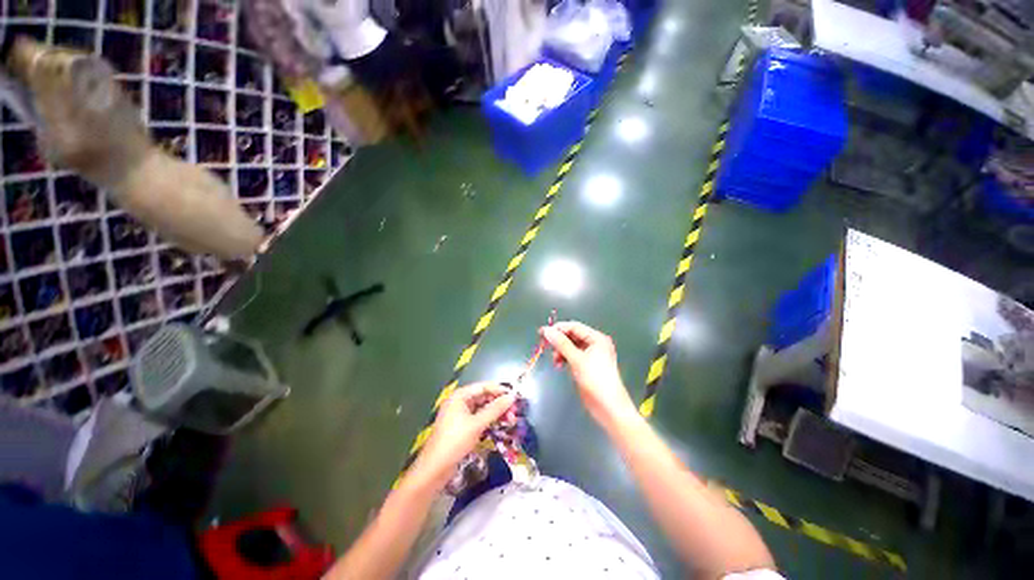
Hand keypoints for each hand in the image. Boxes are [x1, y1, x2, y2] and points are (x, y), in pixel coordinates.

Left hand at [411, 383, 515, 489]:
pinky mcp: (461, 427)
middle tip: (513, 411)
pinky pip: (478, 418)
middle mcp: (459, 402)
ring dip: (495, 413)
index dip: (499, 390)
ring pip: (482, 408)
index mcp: (460, 396)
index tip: (514, 396)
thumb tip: (513, 396)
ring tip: (510, 419)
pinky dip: (489, 420)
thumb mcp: (477, 424)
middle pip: (483, 397)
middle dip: (498, 403)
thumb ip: (495, 409)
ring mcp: (460, 414)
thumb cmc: (455, 441)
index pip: (483, 386)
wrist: (435, 468)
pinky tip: (499, 425)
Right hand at [541, 321, 636, 426]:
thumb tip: (546, 330)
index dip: (558, 329)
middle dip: (559, 341)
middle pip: (572, 336)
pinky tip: (559, 365)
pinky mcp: (587, 366)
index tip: (542, 333)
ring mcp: (591, 355)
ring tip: (555, 361)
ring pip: (571, 347)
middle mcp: (595, 344)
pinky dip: (564, 359)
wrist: (608, 407)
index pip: (574, 327)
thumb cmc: (595, 380)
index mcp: (596, 338)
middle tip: (546, 347)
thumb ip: (561, 343)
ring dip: (560, 351)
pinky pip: (572, 356)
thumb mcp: (577, 360)